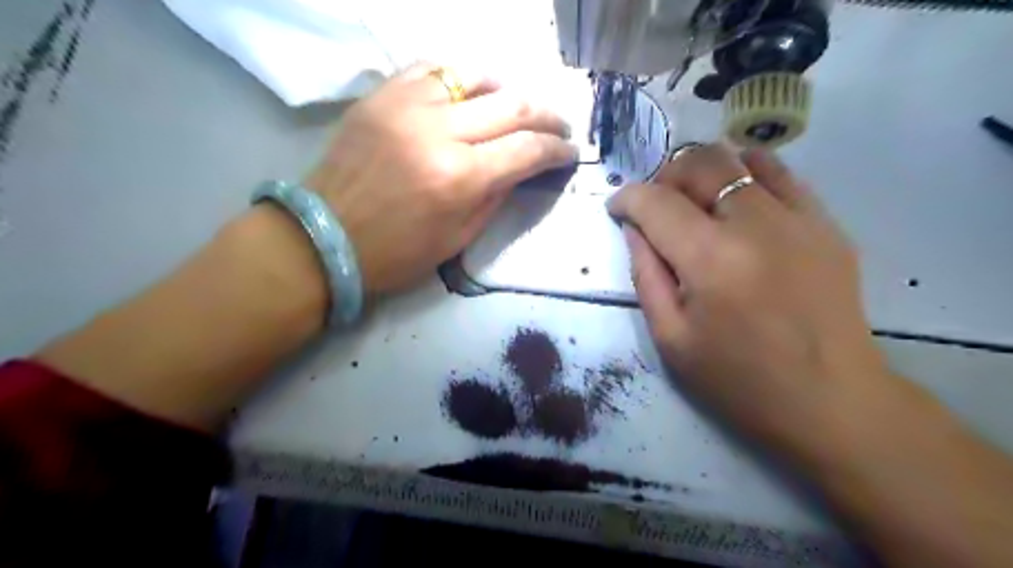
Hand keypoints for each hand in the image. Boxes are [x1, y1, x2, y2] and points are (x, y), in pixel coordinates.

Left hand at [305, 65, 576, 294]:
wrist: (324, 238)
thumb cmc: (395, 253)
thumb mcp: (458, 238)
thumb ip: (495, 197)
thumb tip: (520, 168)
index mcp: (459, 178)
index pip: (527, 150)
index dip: (557, 150)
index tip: (570, 152)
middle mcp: (438, 132)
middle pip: (512, 106)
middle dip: (547, 116)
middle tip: (559, 126)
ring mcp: (407, 106)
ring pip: (476, 76)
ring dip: (507, 91)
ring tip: (516, 108)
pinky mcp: (381, 96)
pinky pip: (432, 69)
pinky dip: (460, 78)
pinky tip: (470, 93)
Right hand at [605, 144, 888, 447]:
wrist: (831, 401)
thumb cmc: (738, 379)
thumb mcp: (670, 337)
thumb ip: (646, 275)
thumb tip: (635, 229)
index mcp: (710, 260)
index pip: (655, 202)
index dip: (627, 198)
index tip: (617, 208)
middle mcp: (756, 225)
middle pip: (699, 165)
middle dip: (664, 177)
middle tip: (655, 205)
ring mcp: (799, 218)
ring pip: (740, 158)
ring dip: (705, 171)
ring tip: (695, 200)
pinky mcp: (826, 224)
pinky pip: (782, 174)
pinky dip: (748, 175)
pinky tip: (738, 202)